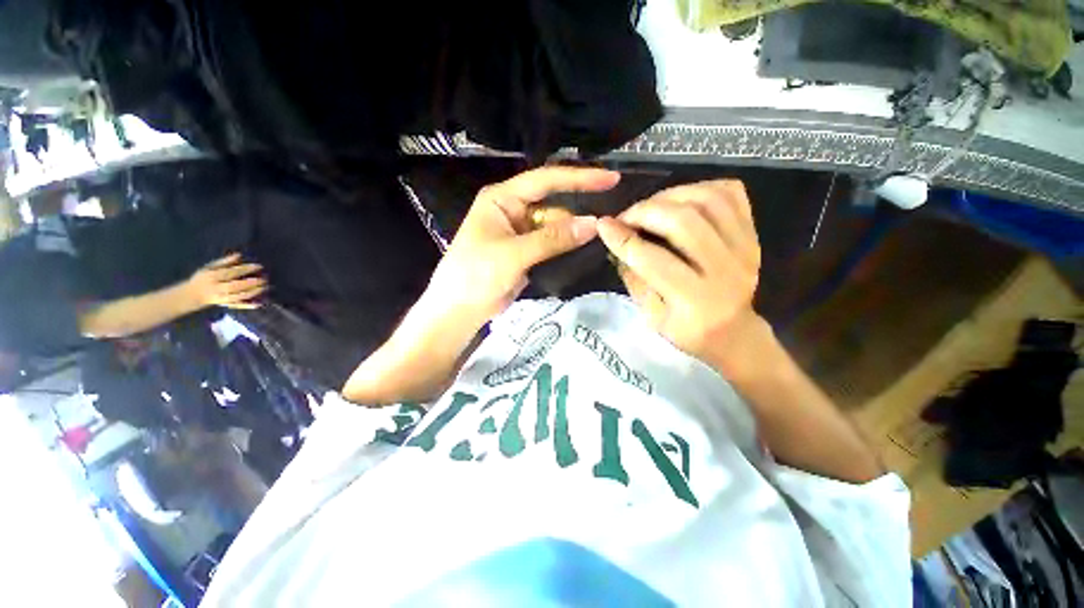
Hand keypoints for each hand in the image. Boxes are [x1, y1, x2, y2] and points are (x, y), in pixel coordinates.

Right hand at [185, 253, 266, 309]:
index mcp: (212, 276)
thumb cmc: (205, 277)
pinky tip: (260, 303)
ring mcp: (221, 298)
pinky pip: (238, 306)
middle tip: (265, 278)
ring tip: (266, 287)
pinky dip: (249, 305)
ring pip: (238, 296)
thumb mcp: (210, 267)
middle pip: (235, 286)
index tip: (259, 266)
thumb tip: (239, 254)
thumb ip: (224, 262)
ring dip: (253, 293)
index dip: (245, 269)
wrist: (193, 295)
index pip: (230, 272)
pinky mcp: (225, 305)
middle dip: (251, 283)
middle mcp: (216, 288)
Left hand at [427, 166, 619, 322]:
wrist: (459, 310)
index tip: (610, 179)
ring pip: (554, 226)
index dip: (579, 178)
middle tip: (613, 217)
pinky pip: (551, 243)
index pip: (545, 180)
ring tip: (604, 235)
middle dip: (579, 210)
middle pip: (553, 204)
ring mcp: (519, 232)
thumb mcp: (514, 254)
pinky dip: (566, 246)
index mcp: (503, 199)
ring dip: (574, 232)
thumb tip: (593, 225)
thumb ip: (553, 239)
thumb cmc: (476, 275)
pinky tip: (585, 248)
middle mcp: (512, 210)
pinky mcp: (525, 251)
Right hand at [597, 180, 762, 374]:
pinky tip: (680, 200)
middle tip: (626, 216)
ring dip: (670, 196)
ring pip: (708, 200)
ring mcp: (745, 249)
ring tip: (650, 206)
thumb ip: (634, 278)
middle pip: (683, 222)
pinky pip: (730, 194)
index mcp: (696, 301)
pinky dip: (700, 188)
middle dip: (645, 211)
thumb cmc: (687, 332)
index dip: (623, 239)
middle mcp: (725, 271)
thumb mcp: (651, 316)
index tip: (603, 225)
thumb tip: (616, 242)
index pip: (653, 260)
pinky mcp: (753, 235)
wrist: (735, 334)